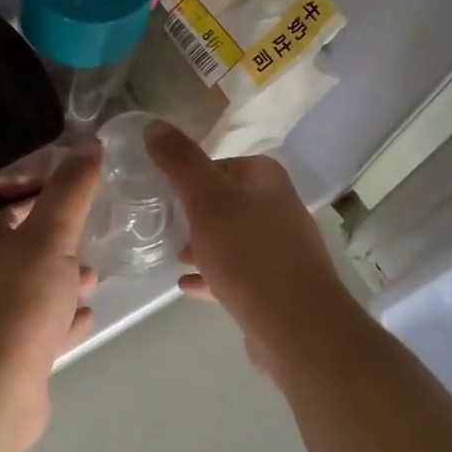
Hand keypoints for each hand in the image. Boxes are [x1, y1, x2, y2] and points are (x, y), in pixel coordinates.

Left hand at [0, 149, 101, 451]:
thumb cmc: (21, 302)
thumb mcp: (51, 236)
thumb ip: (70, 192)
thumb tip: (89, 144)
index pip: (14, 205)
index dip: (44, 191)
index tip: (81, 186)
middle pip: (27, 247)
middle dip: (59, 239)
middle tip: (95, 231)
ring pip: (37, 288)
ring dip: (64, 280)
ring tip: (95, 275)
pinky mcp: (14, 354)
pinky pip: (44, 326)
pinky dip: (65, 318)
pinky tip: (87, 315)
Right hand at [145, 122, 357, 386]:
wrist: (297, 326)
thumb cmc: (248, 254)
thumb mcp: (206, 199)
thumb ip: (179, 161)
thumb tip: (154, 125)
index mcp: (266, 179)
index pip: (222, 163)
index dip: (190, 175)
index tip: (163, 192)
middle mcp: (279, 208)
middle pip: (226, 201)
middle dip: (194, 212)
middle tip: (163, 224)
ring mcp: (281, 249)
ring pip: (231, 237)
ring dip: (202, 244)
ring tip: (172, 255)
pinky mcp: (277, 285)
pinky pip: (237, 272)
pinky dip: (212, 274)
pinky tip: (186, 285)